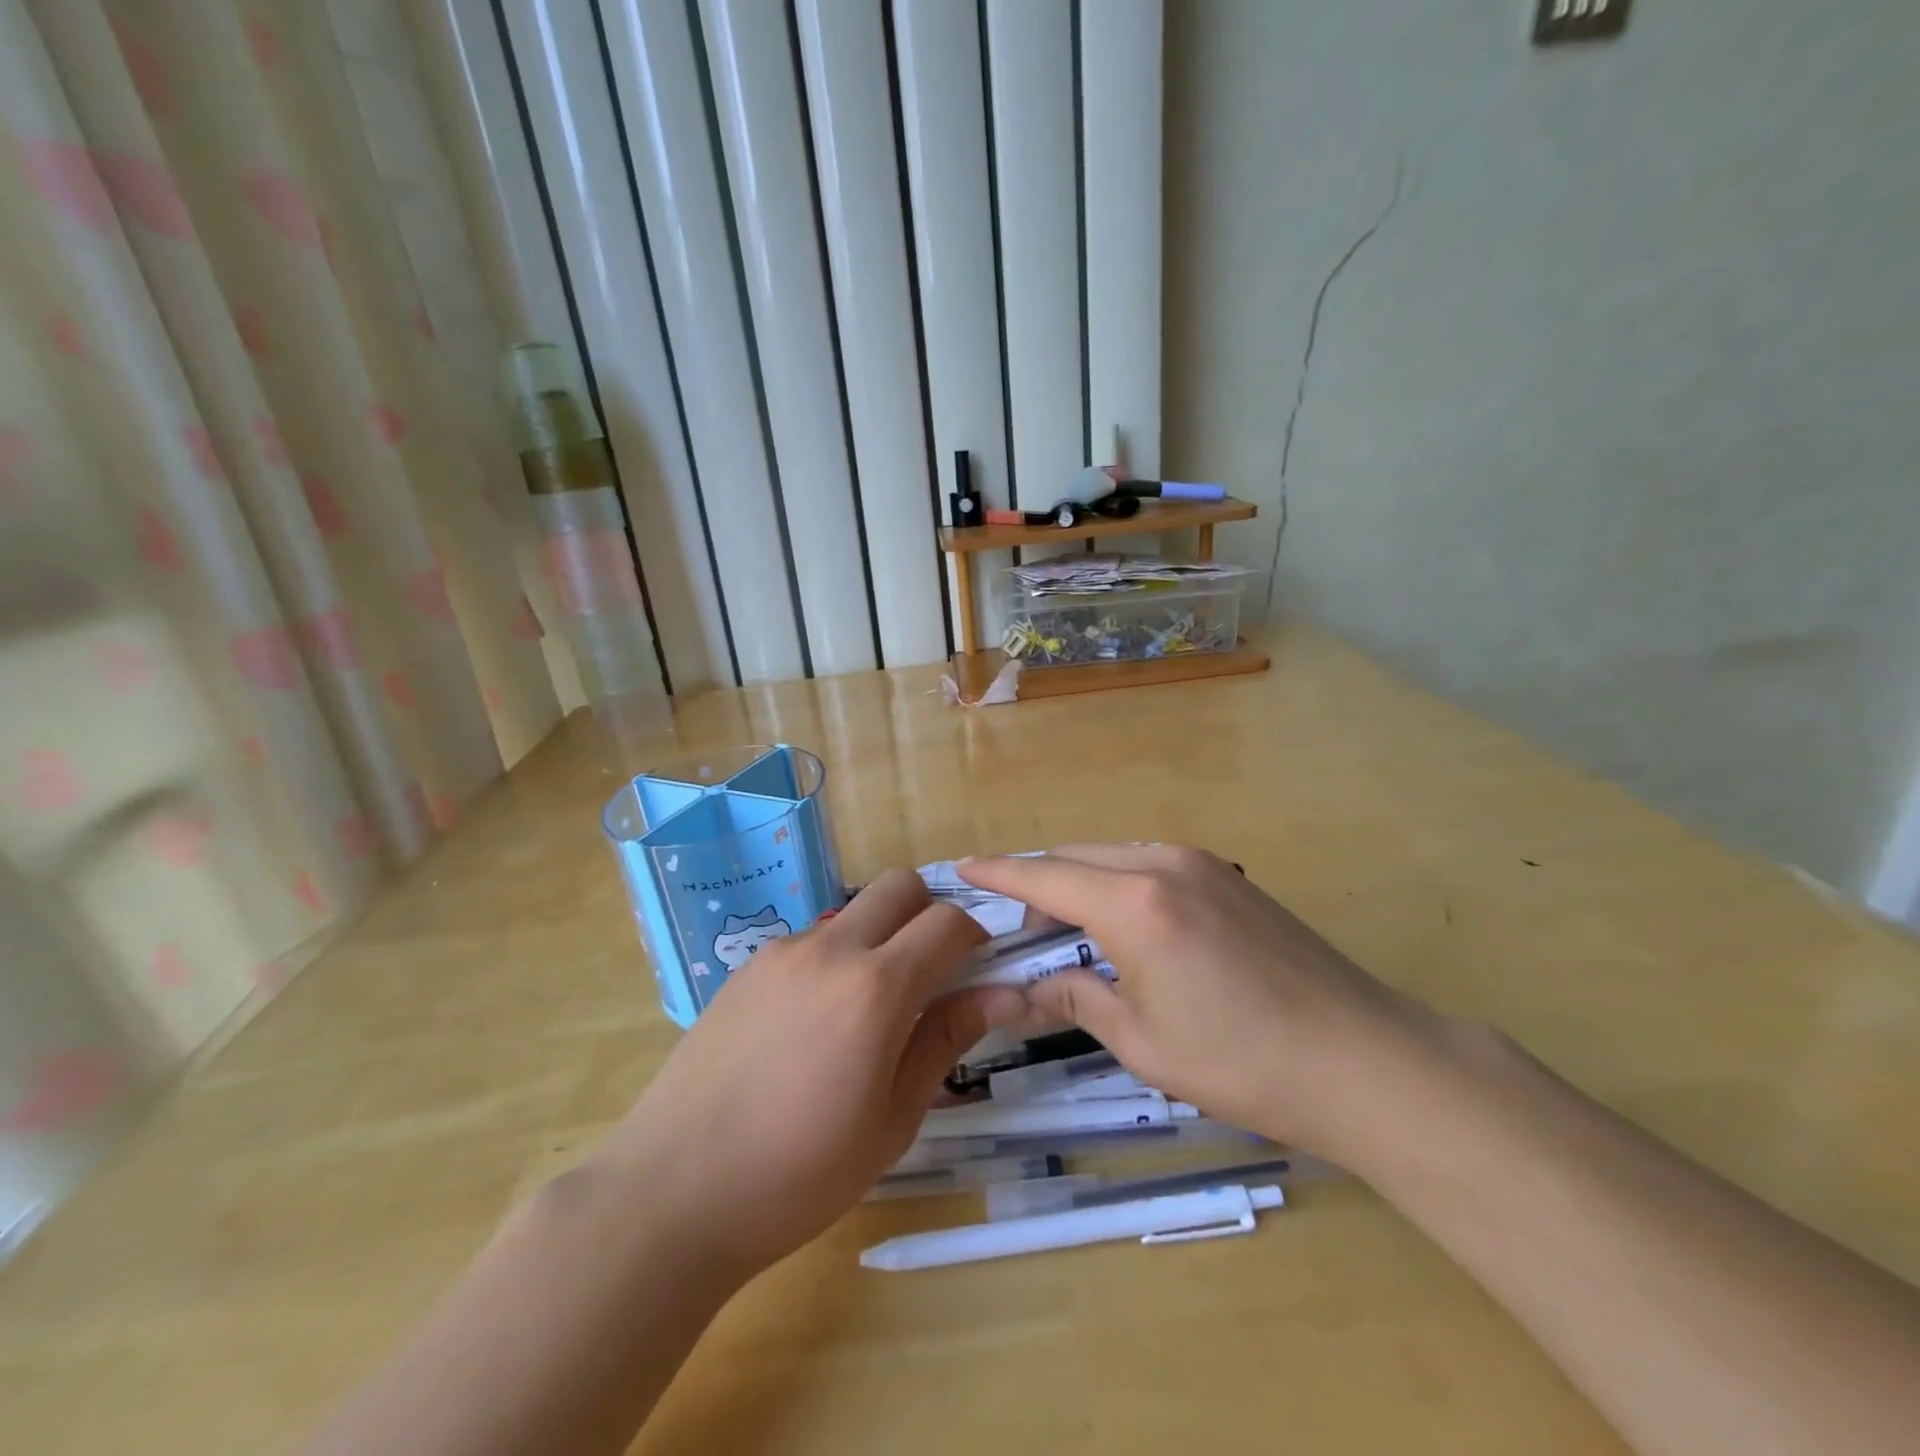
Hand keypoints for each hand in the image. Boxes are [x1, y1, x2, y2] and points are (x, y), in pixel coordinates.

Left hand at [592, 870, 1026, 1283]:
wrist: (671, 1193)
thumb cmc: (798, 1174)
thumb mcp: (892, 1119)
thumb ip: (946, 1040)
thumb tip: (1006, 995)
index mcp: (875, 988)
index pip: (947, 922)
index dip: (976, 937)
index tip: (981, 971)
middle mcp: (829, 950)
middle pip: (898, 886)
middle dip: (928, 913)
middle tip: (931, 974)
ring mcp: (781, 953)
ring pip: (852, 914)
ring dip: (878, 939)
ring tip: (865, 1015)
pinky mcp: (746, 969)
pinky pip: (809, 942)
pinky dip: (833, 961)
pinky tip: (811, 1028)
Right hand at [958, 845, 1450, 1158]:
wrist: (1362, 1059)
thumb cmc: (1241, 1061)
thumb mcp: (1142, 1042)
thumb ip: (1076, 999)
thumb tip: (1030, 987)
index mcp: (1133, 904)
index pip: (1044, 877)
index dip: (999, 873)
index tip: (962, 869)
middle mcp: (1163, 864)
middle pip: (1077, 858)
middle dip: (1039, 883)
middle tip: (1018, 929)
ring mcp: (1202, 864)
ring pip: (1114, 857)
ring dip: (1081, 883)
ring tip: (1068, 931)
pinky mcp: (1230, 876)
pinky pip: (1150, 864)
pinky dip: (1118, 884)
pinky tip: (1124, 925)